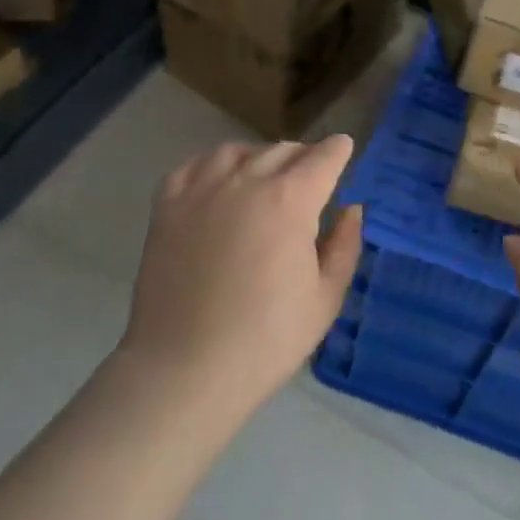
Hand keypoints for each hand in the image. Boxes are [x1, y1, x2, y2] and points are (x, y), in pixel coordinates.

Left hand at [121, 137, 361, 422]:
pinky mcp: (167, 207)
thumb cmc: (266, 340)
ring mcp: (201, 190)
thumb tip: (352, 210)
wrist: (185, 369)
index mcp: (290, 201)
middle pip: (282, 151)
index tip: (344, 149)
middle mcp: (246, 181)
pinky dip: (213, 166)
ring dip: (259, 157)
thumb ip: (344, 246)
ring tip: (264, 177)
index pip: (323, 158)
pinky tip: (219, 183)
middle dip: (304, 158)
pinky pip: (193, 166)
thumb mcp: (325, 298)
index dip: (338, 151)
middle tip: (310, 178)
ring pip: (237, 151)